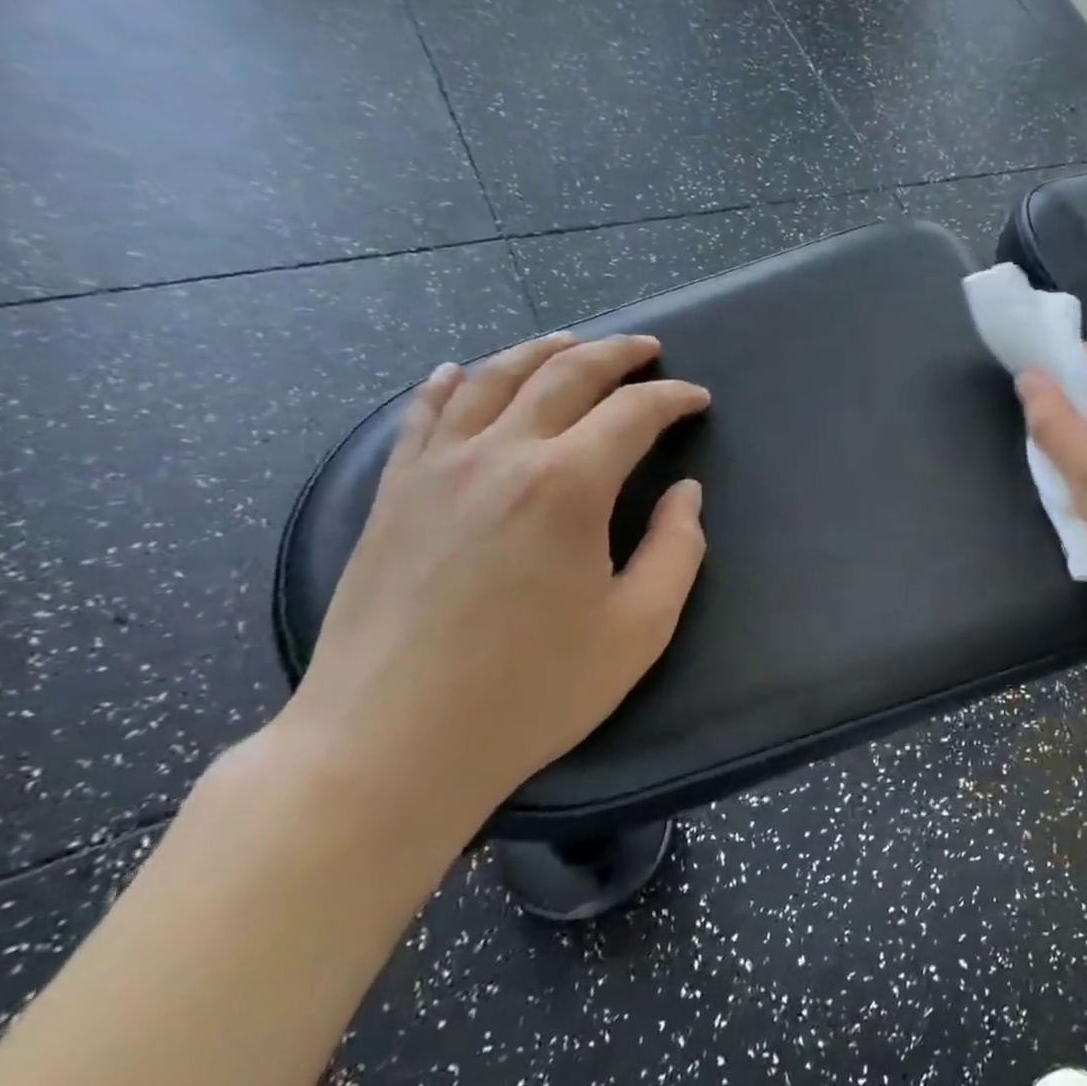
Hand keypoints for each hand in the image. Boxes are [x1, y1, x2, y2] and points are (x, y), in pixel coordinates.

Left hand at [275, 332, 708, 830]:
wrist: (390, 742)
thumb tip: (685, 493)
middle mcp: (500, 456)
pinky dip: (451, 383)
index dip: (672, 398)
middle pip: (563, 376)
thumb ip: (676, 550)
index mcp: (568, 486)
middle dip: (613, 355)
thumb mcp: (638, 629)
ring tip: (569, 342)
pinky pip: (423, 414)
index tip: (697, 399)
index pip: (633, 413)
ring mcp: (436, 469)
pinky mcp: (394, 494)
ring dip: (539, 352)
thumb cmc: (532, 691)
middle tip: (645, 350)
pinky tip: (461, 373)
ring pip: (491, 379)